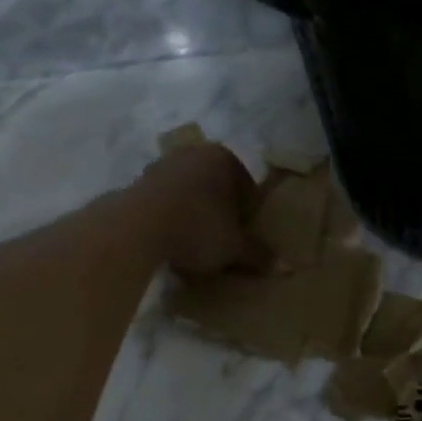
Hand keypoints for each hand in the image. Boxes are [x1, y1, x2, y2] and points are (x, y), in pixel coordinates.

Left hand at [136, 142, 273, 276]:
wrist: (135, 227)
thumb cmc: (196, 228)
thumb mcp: (234, 247)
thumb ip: (258, 254)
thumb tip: (286, 267)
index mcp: (224, 159)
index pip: (248, 190)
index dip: (247, 217)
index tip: (241, 240)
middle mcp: (194, 153)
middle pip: (217, 188)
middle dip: (220, 213)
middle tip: (220, 243)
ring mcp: (163, 164)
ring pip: (190, 193)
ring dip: (194, 214)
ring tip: (193, 245)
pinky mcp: (138, 181)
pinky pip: (165, 201)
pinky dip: (170, 216)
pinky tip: (169, 240)